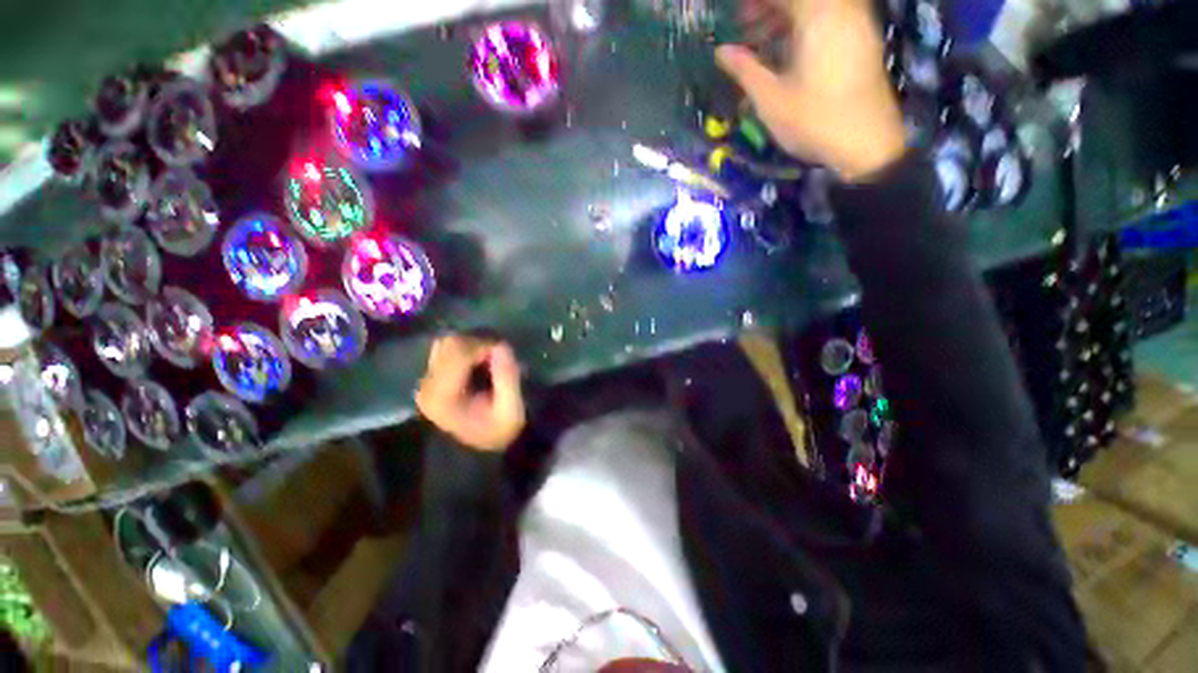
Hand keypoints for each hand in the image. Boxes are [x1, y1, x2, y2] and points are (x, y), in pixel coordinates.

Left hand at [416, 335, 525, 451]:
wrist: (476, 452)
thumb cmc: (496, 430)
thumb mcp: (511, 410)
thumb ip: (507, 377)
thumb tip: (501, 345)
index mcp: (443, 396)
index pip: (459, 352)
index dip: (484, 344)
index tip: (504, 350)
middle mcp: (427, 385)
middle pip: (450, 343)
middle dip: (479, 343)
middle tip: (499, 355)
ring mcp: (426, 381)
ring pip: (446, 343)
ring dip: (471, 344)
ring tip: (489, 358)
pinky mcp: (430, 377)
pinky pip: (445, 350)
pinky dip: (464, 349)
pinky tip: (477, 362)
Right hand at [716, 0, 906, 181]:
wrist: (867, 141)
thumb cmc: (814, 121)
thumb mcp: (771, 99)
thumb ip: (745, 69)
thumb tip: (721, 51)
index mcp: (816, 15)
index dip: (755, 4)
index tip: (735, 16)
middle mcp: (840, 9)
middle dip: (768, 8)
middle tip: (744, 28)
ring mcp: (855, 22)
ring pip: (815, 7)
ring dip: (785, 17)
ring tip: (761, 42)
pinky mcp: (861, 38)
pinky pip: (829, 18)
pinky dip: (804, 26)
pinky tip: (788, 52)